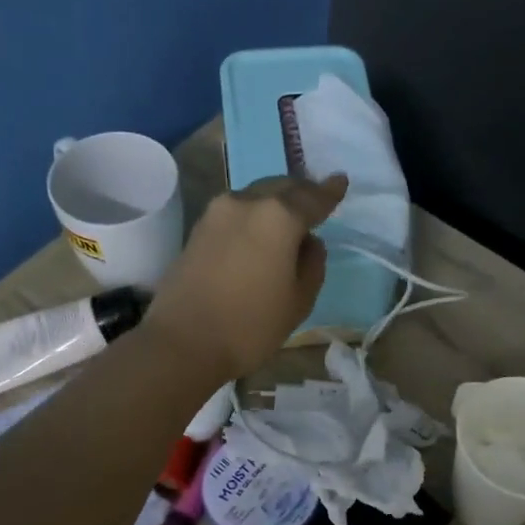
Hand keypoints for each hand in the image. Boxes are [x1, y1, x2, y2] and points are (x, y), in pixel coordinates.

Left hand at [144, 173, 348, 379]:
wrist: (182, 342)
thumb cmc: (250, 326)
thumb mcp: (299, 301)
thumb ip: (312, 265)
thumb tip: (308, 243)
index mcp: (279, 217)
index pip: (312, 198)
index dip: (329, 191)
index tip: (341, 181)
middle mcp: (246, 203)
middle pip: (281, 188)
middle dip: (301, 191)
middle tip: (316, 199)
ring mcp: (216, 214)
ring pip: (255, 197)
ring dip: (274, 202)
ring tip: (288, 217)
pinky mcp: (197, 231)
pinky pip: (236, 212)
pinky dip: (253, 216)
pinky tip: (259, 233)